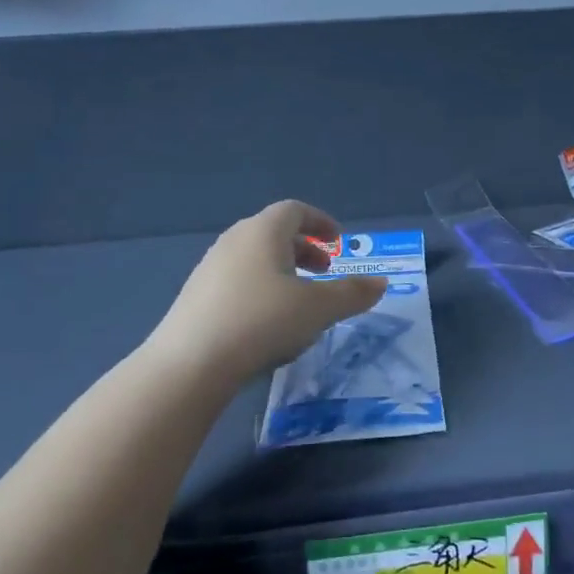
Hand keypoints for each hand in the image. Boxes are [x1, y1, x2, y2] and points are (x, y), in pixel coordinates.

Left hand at [149, 201, 386, 383]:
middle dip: (304, 248)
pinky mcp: (196, 296)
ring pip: (254, 258)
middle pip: (274, 232)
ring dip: (283, 270)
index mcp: (263, 231)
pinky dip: (260, 288)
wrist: (191, 363)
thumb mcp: (319, 309)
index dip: (321, 222)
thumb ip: (352, 293)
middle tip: (325, 271)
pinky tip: (267, 322)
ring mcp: (210, 268)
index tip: (338, 242)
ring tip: (299, 300)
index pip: (295, 211)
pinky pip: (237, 280)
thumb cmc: (263, 321)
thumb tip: (381, 283)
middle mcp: (234, 241)